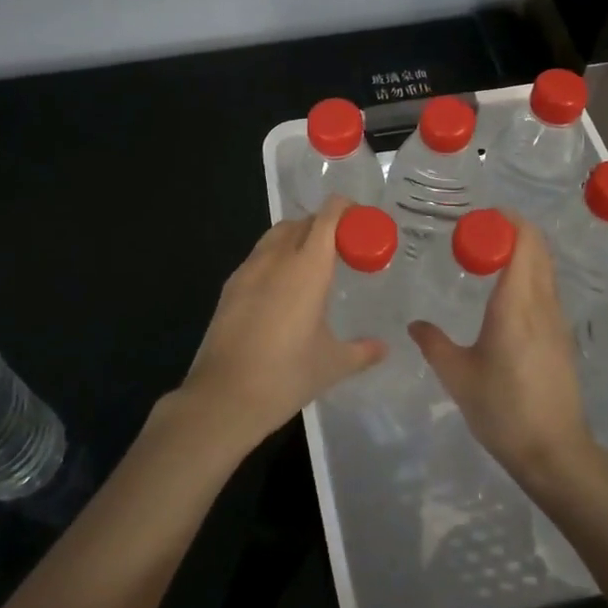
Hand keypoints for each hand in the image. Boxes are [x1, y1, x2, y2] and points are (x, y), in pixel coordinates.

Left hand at [178, 196, 384, 450]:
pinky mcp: (229, 287)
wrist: (224, 397)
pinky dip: (275, 258)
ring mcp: (248, 270)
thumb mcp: (332, 364)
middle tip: (343, 248)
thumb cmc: (286, 376)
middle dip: (324, 225)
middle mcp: (276, 259)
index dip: (346, 210)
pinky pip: (257, 257)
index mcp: (307, 267)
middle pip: (302, 222)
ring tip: (312, 266)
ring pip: (275, 236)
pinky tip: (282, 290)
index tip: (362, 222)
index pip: (328, 218)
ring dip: (297, 238)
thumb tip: (384, 348)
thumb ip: (362, 351)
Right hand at [409, 213, 595, 481]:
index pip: (523, 242)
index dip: (506, 221)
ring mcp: (557, 320)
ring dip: (522, 252)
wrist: (554, 451)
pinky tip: (505, 295)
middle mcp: (542, 303)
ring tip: (488, 258)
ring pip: (545, 268)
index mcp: (516, 304)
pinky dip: (529, 275)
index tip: (478, 218)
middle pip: (538, 248)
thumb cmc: (502, 410)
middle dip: (512, 230)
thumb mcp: (458, 375)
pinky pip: (547, 289)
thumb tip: (415, 324)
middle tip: (477, 233)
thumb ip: (434, 343)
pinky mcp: (562, 337)